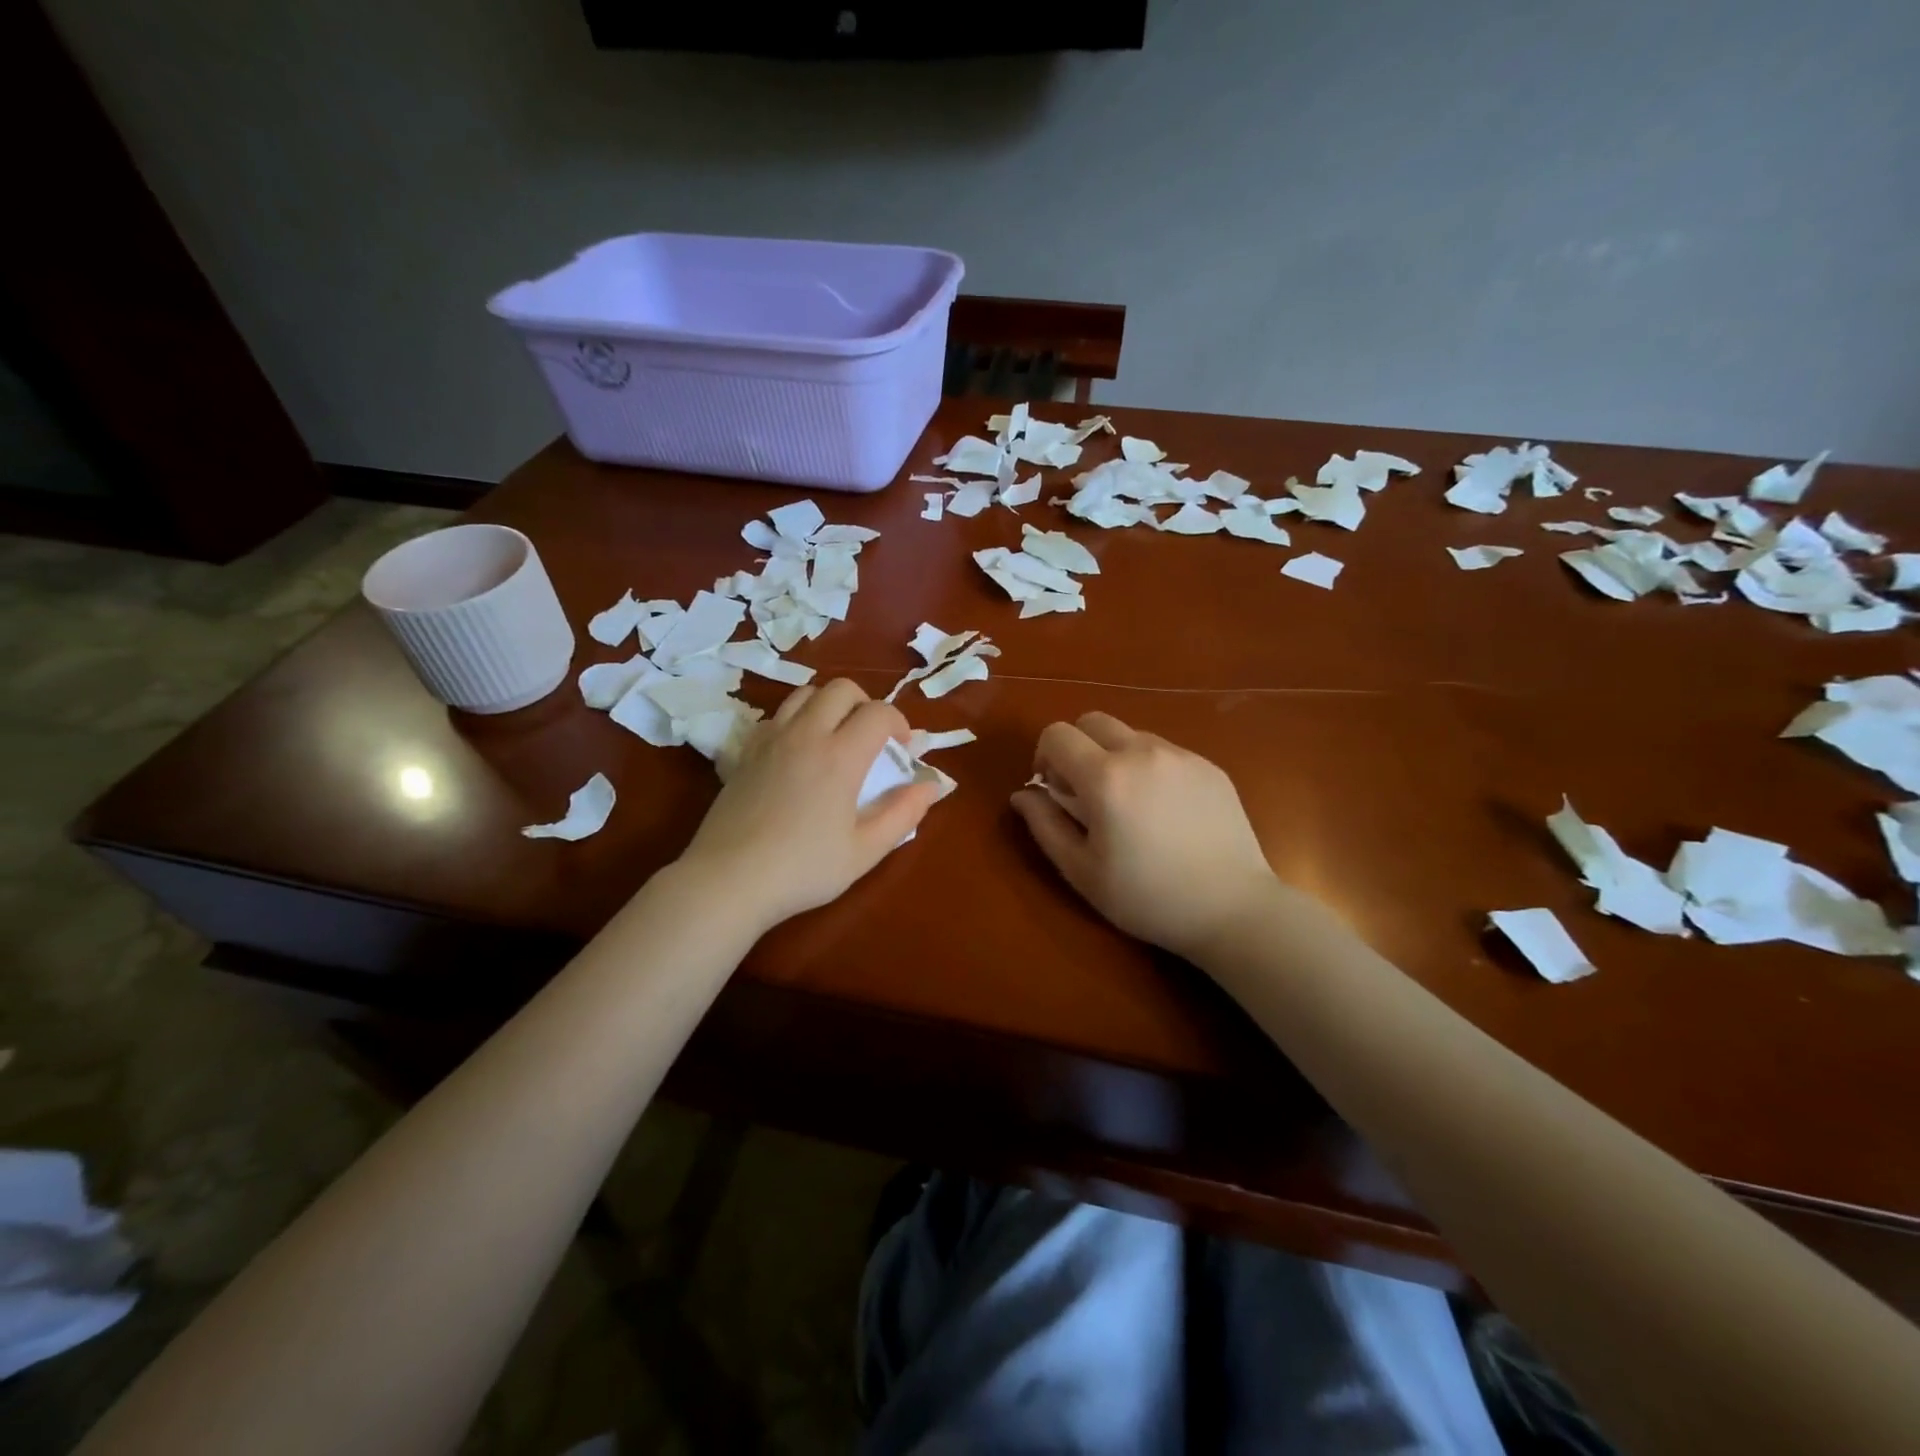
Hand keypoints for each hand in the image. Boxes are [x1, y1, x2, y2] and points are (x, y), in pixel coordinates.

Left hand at [677, 679, 940, 931]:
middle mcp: (805, 735)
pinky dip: (796, 720)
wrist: (728, 880)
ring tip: (836, 738)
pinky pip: (776, 716)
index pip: (878, 713)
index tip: (903, 751)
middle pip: (841, 689)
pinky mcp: (745, 752)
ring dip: (829, 705)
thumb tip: (931, 786)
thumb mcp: (865, 851)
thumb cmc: (803, 869)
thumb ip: (903, 814)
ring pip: (804, 694)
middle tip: (872, 738)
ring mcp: (770, 739)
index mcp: (840, 756)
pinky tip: (798, 752)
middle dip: (865, 704)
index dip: (899, 724)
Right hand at [1011, 712, 1280, 961]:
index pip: (1057, 734)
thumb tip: (1023, 794)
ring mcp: (1181, 755)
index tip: (1053, 790)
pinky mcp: (1209, 766)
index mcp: (1105, 777)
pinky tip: (1164, 811)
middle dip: (1077, 747)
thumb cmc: (1147, 897)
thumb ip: (1044, 825)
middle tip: (1085, 792)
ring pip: (1130, 734)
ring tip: (1128, 804)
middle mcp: (1142, 752)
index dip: (1044, 757)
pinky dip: (1149, 767)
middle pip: (1092, 721)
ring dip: (1114, 756)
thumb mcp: (1082, 871)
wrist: (1232, 908)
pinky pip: (1165, 751)